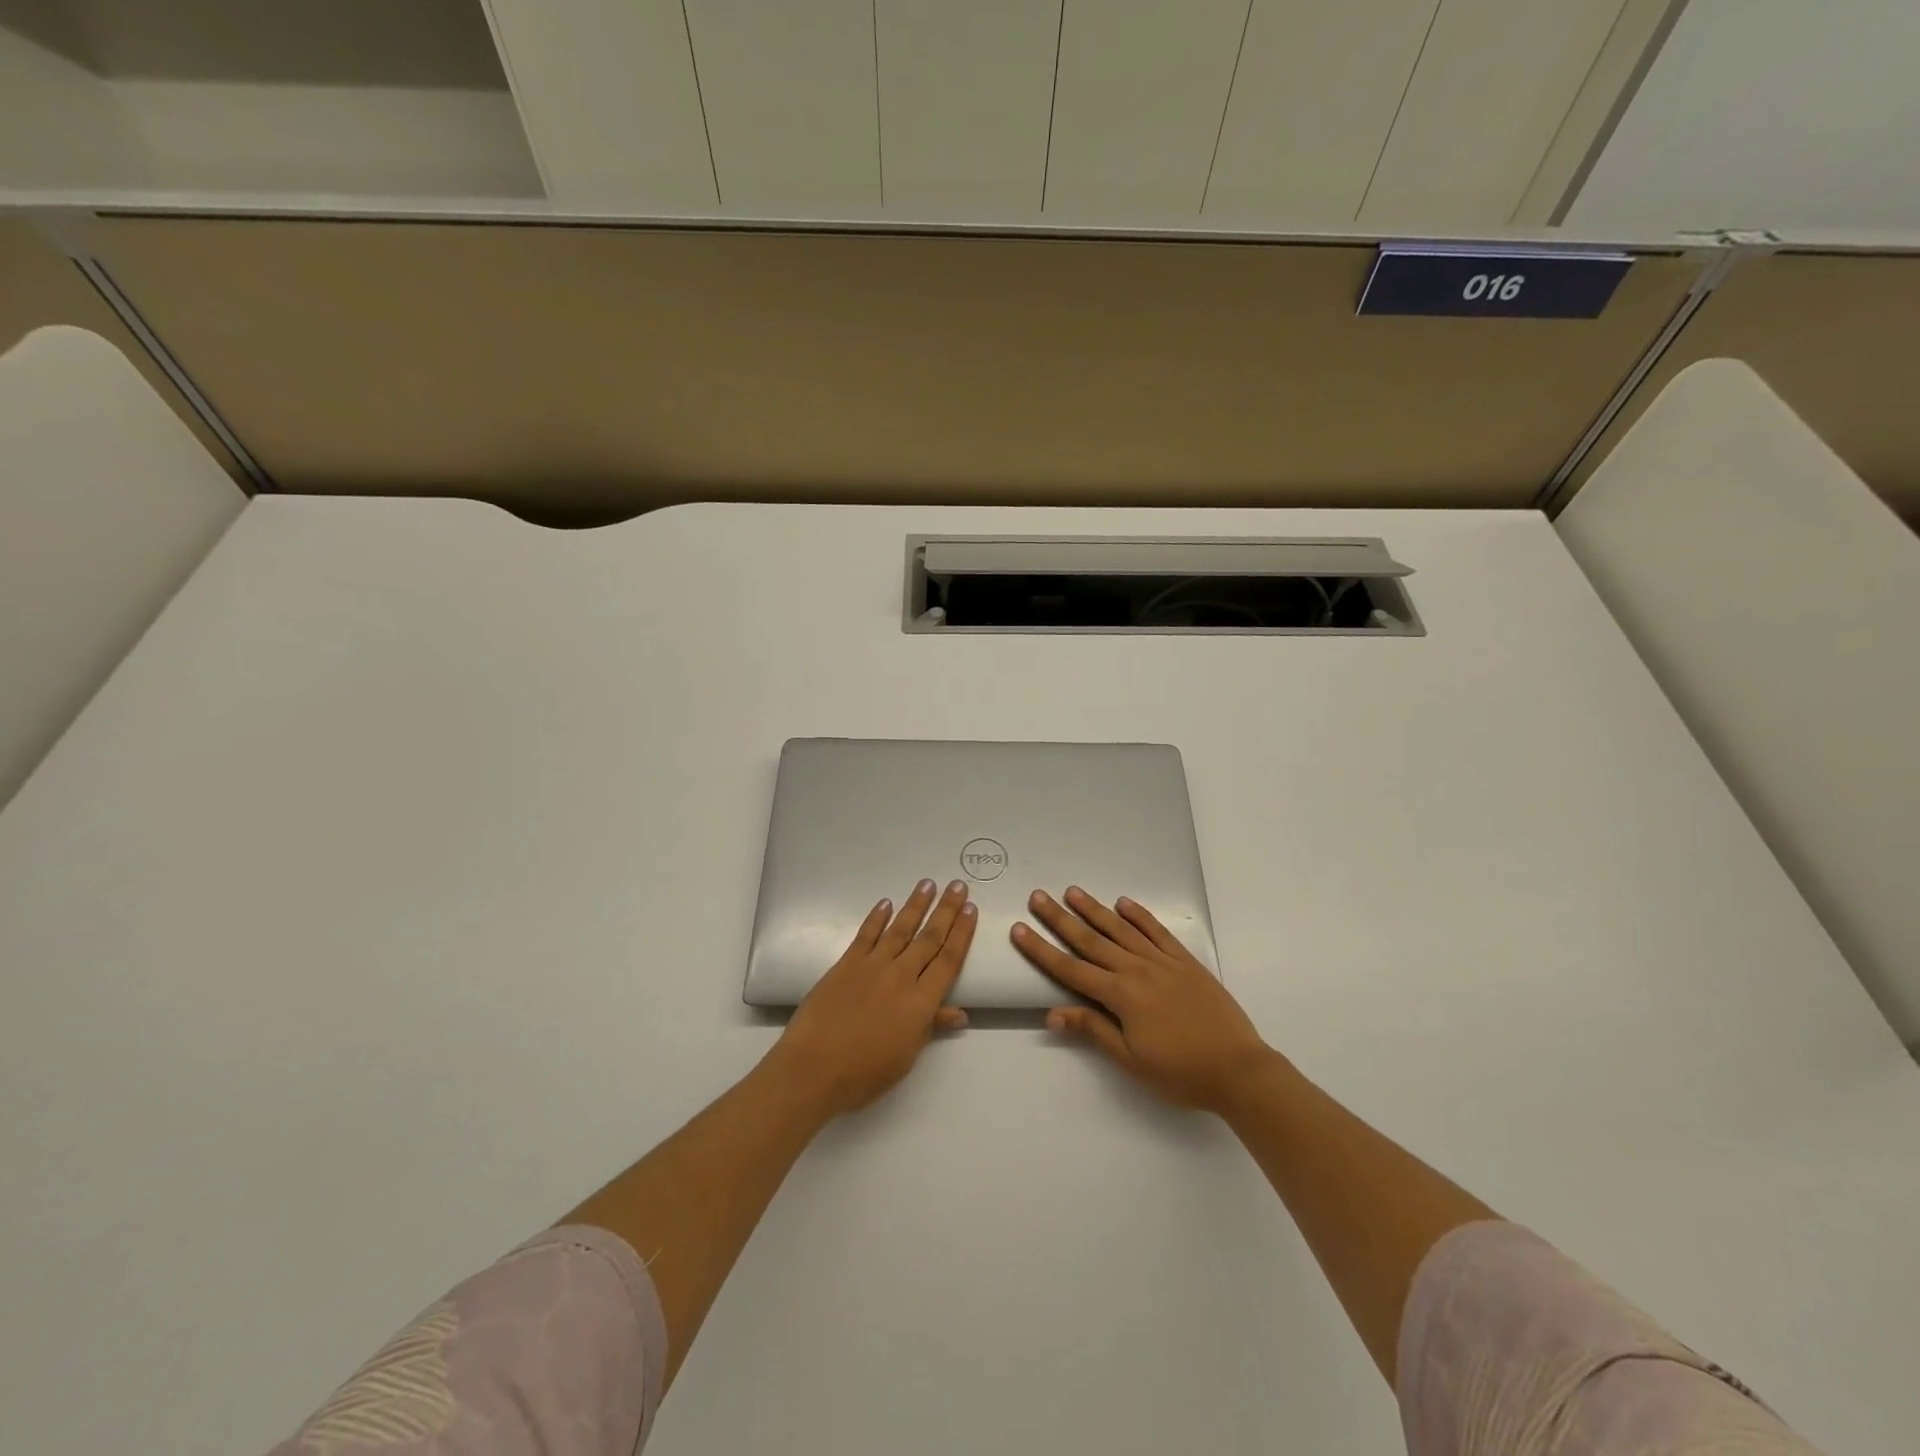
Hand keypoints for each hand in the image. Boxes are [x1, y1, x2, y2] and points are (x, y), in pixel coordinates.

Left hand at [773, 878, 976, 1117]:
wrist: (813, 1067)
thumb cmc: (864, 1072)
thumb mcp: (906, 1057)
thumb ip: (930, 1027)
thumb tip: (959, 1013)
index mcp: (921, 1002)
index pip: (948, 960)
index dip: (962, 933)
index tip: (971, 909)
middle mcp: (901, 976)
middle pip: (929, 938)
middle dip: (946, 910)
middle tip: (957, 886)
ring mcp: (872, 966)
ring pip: (900, 929)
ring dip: (916, 905)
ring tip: (928, 884)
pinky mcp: (846, 964)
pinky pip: (866, 935)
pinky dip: (877, 918)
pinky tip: (886, 903)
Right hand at [1013, 887, 1271, 1112]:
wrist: (1238, 1069)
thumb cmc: (1180, 1073)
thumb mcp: (1131, 1061)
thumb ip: (1094, 1030)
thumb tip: (1053, 1013)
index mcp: (1120, 996)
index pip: (1070, 969)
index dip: (1042, 950)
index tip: (1020, 929)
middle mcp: (1136, 970)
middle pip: (1091, 940)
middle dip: (1060, 918)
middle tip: (1038, 896)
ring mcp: (1162, 962)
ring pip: (1121, 929)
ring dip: (1094, 910)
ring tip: (1072, 891)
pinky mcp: (1185, 961)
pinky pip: (1157, 932)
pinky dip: (1140, 915)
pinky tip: (1124, 903)